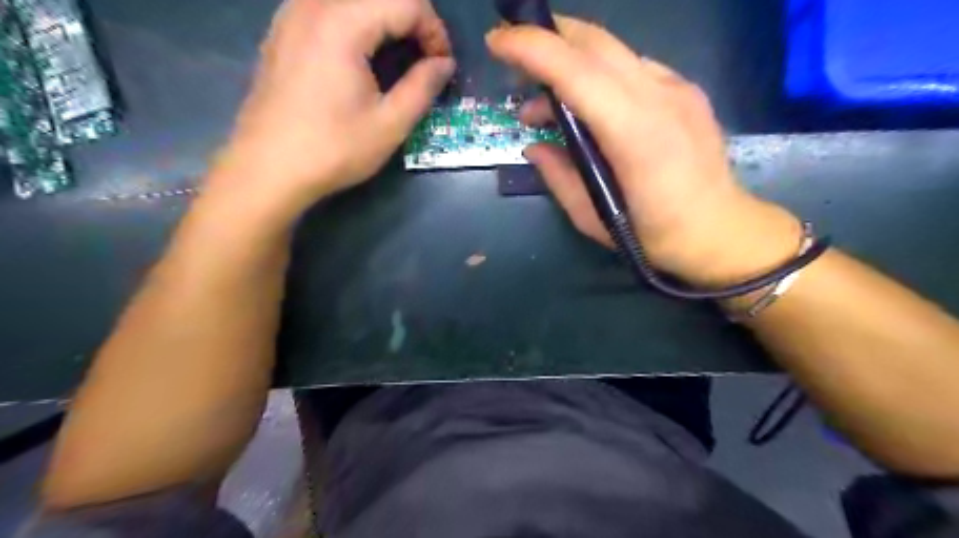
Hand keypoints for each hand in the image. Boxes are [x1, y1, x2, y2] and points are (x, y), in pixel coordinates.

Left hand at [208, 1, 453, 217]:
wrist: (268, 169)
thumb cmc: (333, 149)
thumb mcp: (389, 124)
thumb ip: (423, 87)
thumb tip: (444, 64)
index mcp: (342, 24)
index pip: (406, 2)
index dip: (435, 30)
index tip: (443, 66)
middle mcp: (313, 5)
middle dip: (413, 21)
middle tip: (426, 60)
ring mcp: (291, 14)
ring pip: (353, 0)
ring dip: (385, 21)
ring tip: (398, 57)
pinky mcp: (282, 31)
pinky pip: (328, 9)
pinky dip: (357, 23)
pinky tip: (361, 56)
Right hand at [487, 18, 803, 285]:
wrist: (720, 231)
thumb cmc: (653, 235)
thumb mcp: (591, 217)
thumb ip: (558, 176)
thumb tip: (534, 145)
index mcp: (634, 134)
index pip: (576, 71)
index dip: (532, 48)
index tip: (497, 42)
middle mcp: (658, 97)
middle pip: (595, 43)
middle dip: (547, 37)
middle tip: (514, 60)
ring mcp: (677, 88)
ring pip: (614, 51)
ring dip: (571, 62)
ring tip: (547, 104)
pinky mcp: (686, 90)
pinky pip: (633, 67)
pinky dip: (600, 74)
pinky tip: (592, 106)